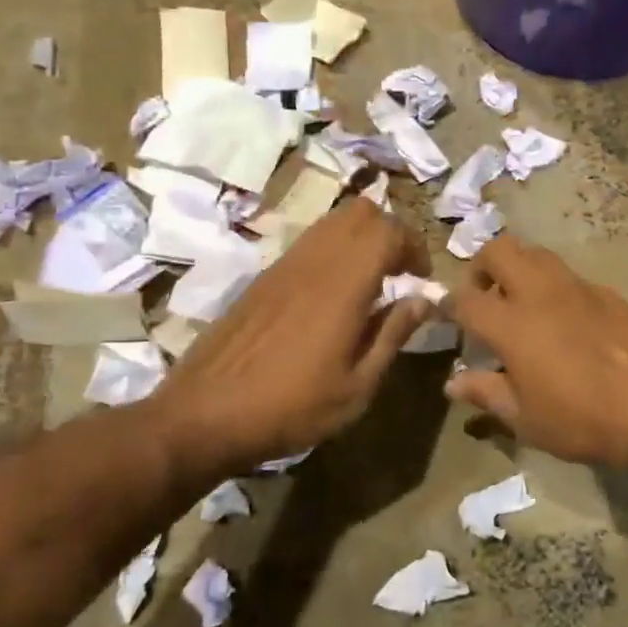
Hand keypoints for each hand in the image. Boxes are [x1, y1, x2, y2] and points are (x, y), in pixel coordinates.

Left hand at [144, 197, 431, 486]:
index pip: (388, 230)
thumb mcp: (356, 387)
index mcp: (343, 285)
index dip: (414, 246)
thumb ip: (392, 335)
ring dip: (359, 238)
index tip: (420, 279)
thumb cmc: (291, 408)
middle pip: (360, 212)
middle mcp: (314, 261)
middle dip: (389, 232)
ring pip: (332, 221)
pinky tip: (331, 295)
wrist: (204, 414)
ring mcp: (284, 265)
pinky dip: (332, 250)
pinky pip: (308, 242)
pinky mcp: (263, 277)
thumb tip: (423, 300)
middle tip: (398, 272)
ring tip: (368, 281)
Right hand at [442, 235, 627, 470]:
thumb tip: (453, 383)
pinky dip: (556, 288)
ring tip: (523, 304)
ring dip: (520, 268)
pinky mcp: (608, 292)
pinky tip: (566, 322)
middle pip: (499, 250)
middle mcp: (540, 293)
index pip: (464, 299)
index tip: (445, 314)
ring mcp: (577, 287)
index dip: (448, 304)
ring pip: (537, 254)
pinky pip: (570, 276)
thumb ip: (486, 394)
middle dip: (482, 265)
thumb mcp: (526, 419)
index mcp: (511, 323)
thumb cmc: (584, 420)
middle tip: (485, 296)